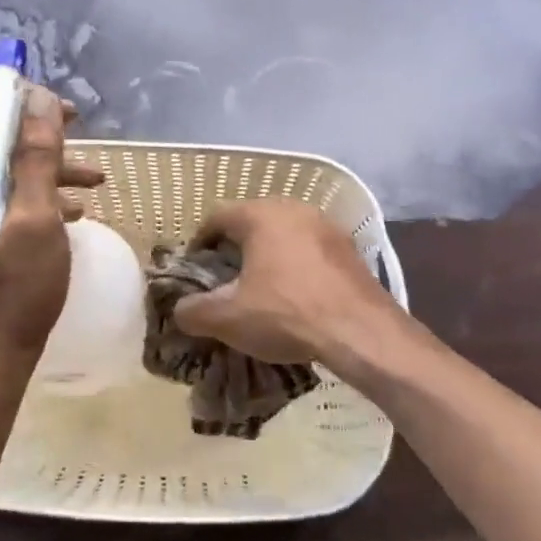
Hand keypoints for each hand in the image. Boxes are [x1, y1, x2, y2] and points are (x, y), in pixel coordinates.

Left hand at [0, 83, 103, 371]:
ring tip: (95, 179)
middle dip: (38, 134)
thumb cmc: (15, 289)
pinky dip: (37, 196)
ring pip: (2, 170)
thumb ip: (36, 159)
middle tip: (81, 135)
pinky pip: (3, 199)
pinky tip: (76, 211)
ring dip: (46, 167)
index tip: (57, 110)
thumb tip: (42, 101)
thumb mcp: (35, 219)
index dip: (15, 101)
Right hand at [171, 198, 398, 365]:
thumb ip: (193, 311)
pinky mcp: (349, 248)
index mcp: (261, 215)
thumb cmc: (287, 314)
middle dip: (236, 247)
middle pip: (253, 221)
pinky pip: (311, 249)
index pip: (217, 217)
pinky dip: (297, 265)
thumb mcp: (228, 319)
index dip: (200, 242)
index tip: (195, 269)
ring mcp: (327, 226)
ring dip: (268, 255)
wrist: (361, 332)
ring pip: (285, 234)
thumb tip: (179, 310)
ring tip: (261, 288)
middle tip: (226, 279)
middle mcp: (294, 208)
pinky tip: (297, 294)